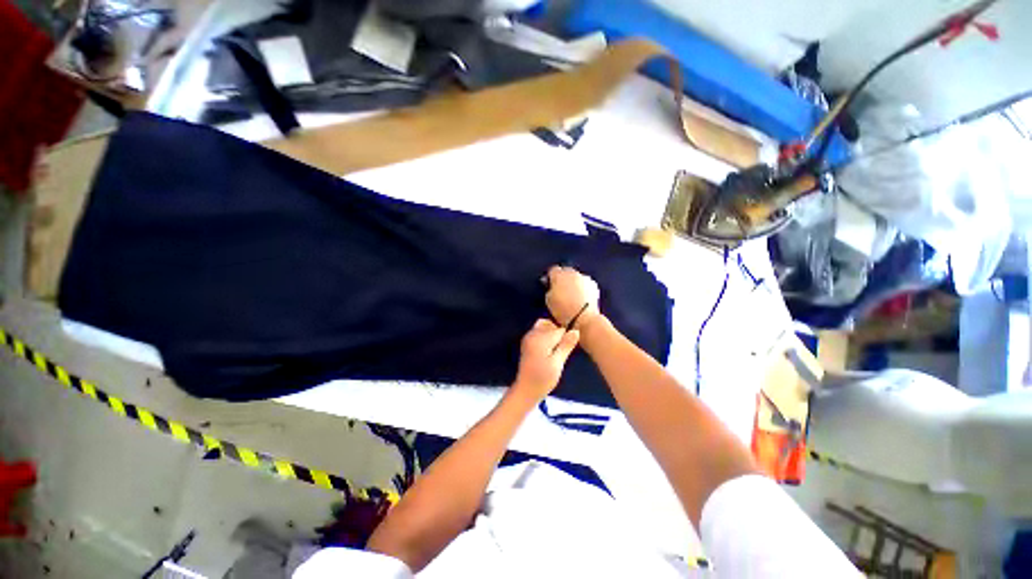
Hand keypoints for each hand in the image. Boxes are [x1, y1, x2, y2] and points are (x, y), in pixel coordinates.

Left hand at [513, 319, 579, 400]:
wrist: (526, 390)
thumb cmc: (543, 379)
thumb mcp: (558, 363)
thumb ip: (566, 345)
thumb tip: (576, 330)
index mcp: (540, 338)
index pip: (560, 330)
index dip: (566, 339)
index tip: (566, 351)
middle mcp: (533, 334)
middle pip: (551, 325)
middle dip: (559, 334)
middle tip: (561, 352)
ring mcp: (528, 337)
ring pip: (545, 325)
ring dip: (552, 334)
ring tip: (555, 350)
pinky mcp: (527, 342)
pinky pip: (539, 331)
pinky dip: (546, 336)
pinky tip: (549, 350)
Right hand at [546, 266, 601, 330]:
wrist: (584, 319)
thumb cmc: (563, 310)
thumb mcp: (548, 300)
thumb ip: (549, 289)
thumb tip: (552, 286)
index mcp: (559, 275)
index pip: (552, 270)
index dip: (550, 277)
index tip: (549, 285)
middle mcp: (573, 273)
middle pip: (565, 271)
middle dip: (562, 278)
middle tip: (560, 290)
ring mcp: (585, 278)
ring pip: (576, 277)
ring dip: (573, 282)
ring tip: (571, 294)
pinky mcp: (594, 286)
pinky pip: (585, 283)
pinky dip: (582, 288)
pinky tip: (580, 298)